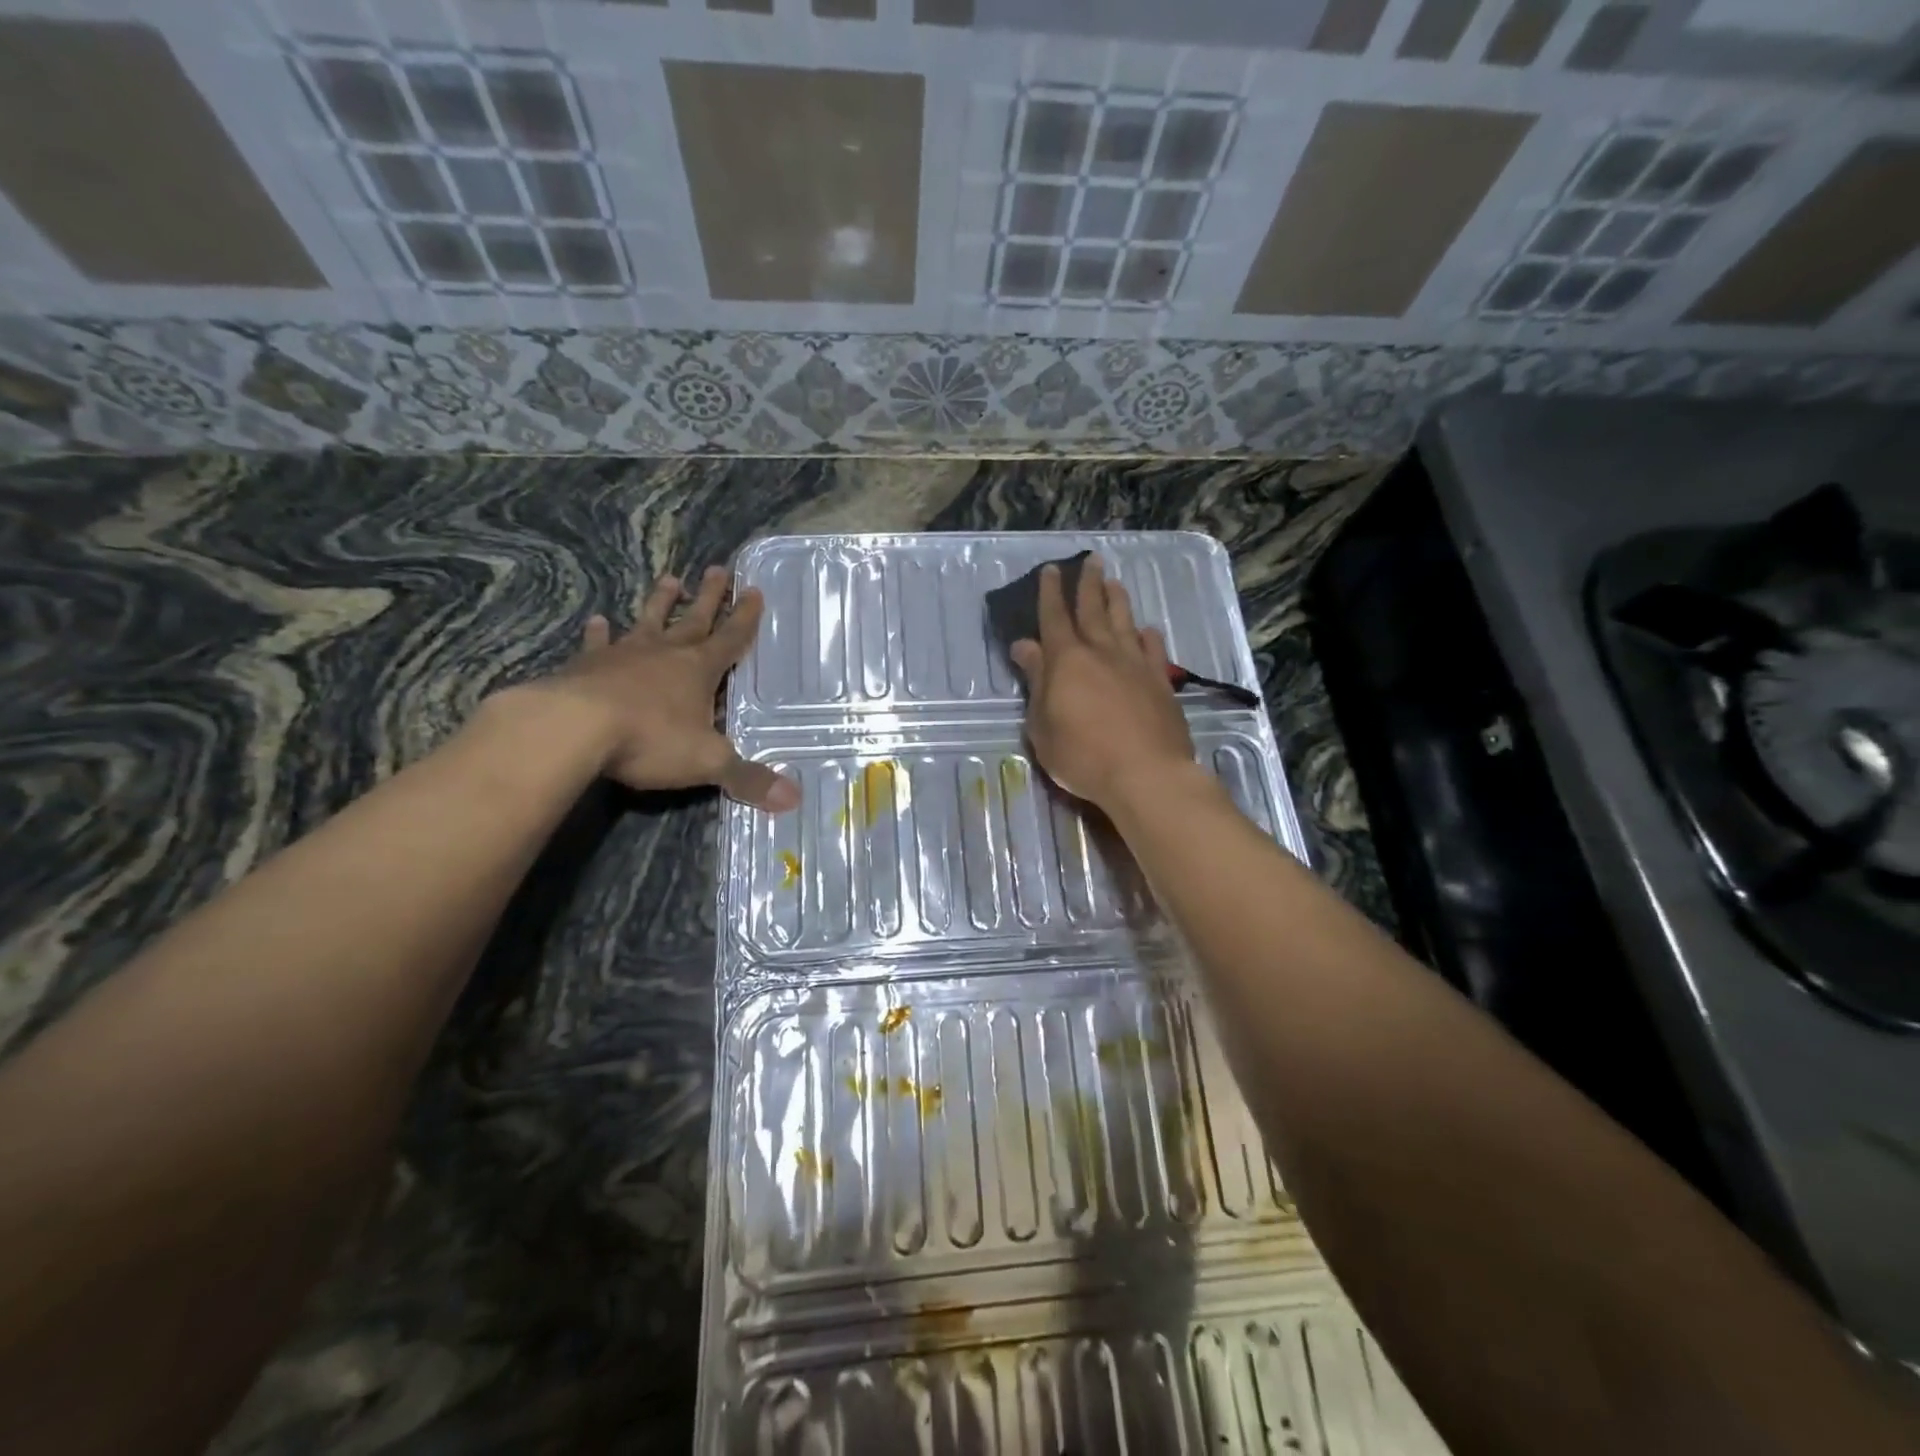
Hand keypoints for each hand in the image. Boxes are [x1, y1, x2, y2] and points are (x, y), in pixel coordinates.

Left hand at [506, 567, 799, 811]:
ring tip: (670, 578)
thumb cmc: (650, 740)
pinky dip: (598, 633)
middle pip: (694, 619)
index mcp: (699, 670)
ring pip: (648, 621)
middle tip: (718, 569)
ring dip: (661, 602)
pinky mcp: (586, 666)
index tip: (754, 590)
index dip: (745, 617)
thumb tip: (794, 800)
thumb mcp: (707, 762)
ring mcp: (624, 655)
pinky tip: (596, 621)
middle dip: (709, 597)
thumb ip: (748, 779)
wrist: (574, 729)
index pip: (731, 638)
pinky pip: (597, 644)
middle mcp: (665, 653)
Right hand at [1009, 557, 1194, 812]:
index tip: (1050, 570)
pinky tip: (1146, 629)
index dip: (1050, 593)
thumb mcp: (1042, 726)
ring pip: (1124, 622)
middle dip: (1088, 584)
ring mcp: (1135, 665)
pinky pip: (1153, 649)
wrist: (1146, 774)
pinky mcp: (1160, 682)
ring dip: (1117, 601)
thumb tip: (1025, 646)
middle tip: (1090, 560)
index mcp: (1066, 661)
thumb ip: (1036, 682)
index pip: (1054, 618)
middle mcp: (1101, 652)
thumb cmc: (1082, 756)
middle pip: (1093, 610)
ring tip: (1114, 583)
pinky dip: (1147, 635)